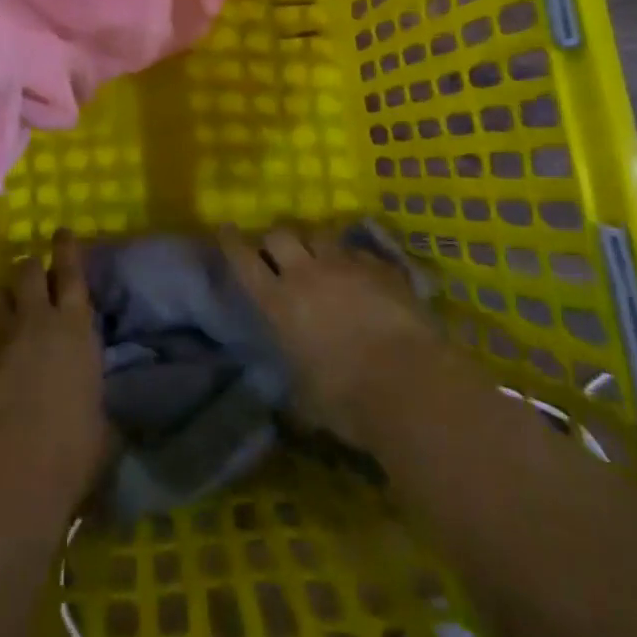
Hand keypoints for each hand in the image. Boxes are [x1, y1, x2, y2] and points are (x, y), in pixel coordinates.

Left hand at [0, 231, 108, 513]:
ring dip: (8, 295)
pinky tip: (5, 355)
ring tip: (14, 301)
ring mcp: (5, 343)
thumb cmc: (72, 446)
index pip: (72, 274)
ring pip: (2, 297)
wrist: (9, 471)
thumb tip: (102, 414)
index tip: (62, 232)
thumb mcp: (102, 429)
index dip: (67, 250)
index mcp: (77, 329)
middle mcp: (40, 323)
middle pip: (29, 273)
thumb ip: (100, 409)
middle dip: (32, 265)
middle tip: (36, 266)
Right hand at [220, 223, 444, 446]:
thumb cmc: (348, 400)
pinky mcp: (381, 268)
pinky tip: (362, 277)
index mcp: (279, 303)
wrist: (410, 383)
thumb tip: (289, 407)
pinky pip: (359, 253)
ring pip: (320, 235)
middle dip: (276, 241)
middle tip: (280, 254)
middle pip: (280, 235)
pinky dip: (354, 261)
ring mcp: (345, 266)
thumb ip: (295, 390)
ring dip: (315, 245)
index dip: (232, 242)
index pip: (244, 261)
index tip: (226, 229)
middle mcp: (306, 274)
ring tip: (322, 260)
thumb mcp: (308, 401)